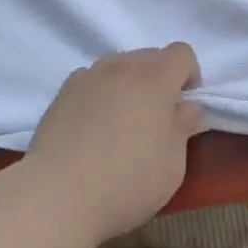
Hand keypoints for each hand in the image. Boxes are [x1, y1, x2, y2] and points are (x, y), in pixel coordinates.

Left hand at [26, 44, 204, 241]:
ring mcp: (89, 76)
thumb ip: (184, 127)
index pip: (182, 52)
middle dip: (160, 78)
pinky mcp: (63, 92)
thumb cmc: (126, 181)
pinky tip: (94, 123)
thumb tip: (190, 107)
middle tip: (156, 117)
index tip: (184, 105)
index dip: (189, 74)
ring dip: (129, 82)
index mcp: (155, 79)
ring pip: (118, 64)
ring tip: (123, 119)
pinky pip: (91, 78)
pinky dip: (100, 91)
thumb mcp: (172, 164)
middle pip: (150, 55)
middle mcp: (122, 67)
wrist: (57, 195)